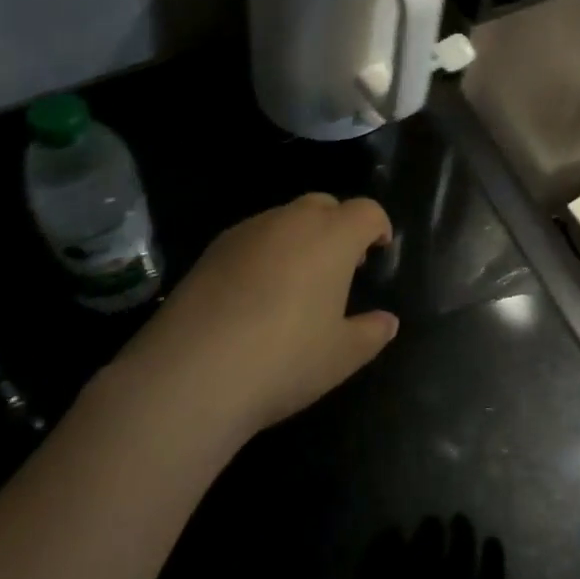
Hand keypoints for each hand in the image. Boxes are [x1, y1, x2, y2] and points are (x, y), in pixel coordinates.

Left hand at [116, 194, 398, 438]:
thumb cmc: (284, 360)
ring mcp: (248, 230)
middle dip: (338, 226)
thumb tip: (387, 322)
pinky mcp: (213, 249)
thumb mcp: (341, 356)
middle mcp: (292, 220)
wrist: (191, 373)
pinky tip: (255, 294)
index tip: (379, 249)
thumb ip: (371, 333)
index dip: (377, 226)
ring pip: (285, 219)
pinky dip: (264, 253)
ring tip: (296, 283)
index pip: (366, 211)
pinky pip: (252, 237)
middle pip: (324, 205)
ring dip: (299, 238)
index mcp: (332, 236)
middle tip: (340, 266)